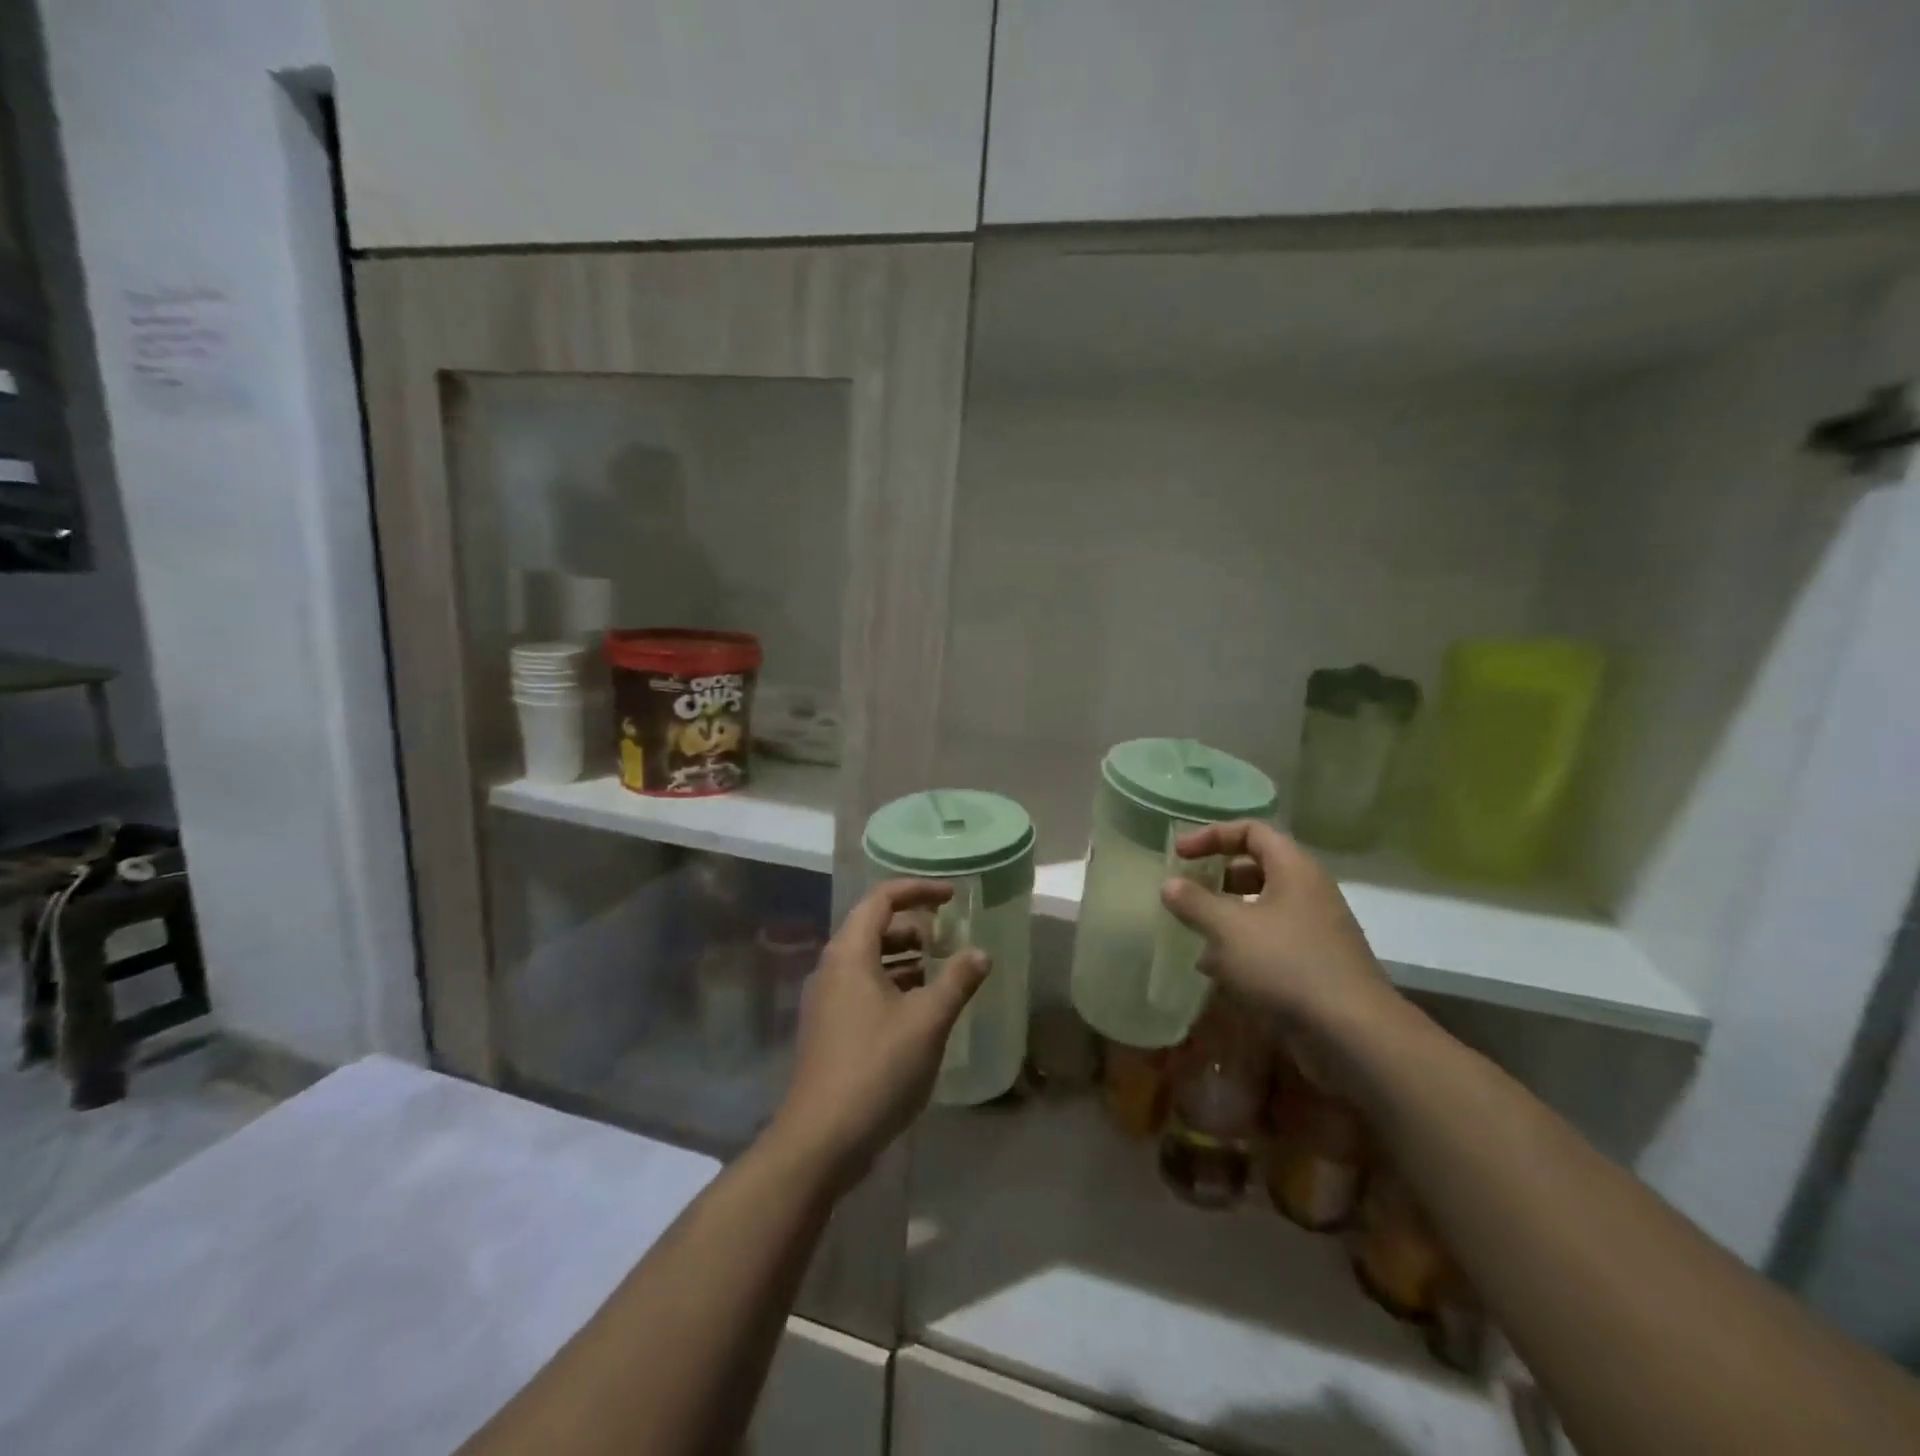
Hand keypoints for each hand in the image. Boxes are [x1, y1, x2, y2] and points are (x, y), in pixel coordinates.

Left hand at [771, 879, 988, 1192]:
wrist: (822, 1139)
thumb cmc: (877, 1067)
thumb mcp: (927, 1020)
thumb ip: (957, 980)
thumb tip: (980, 953)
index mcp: (850, 953)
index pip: (882, 899)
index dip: (918, 890)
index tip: (952, 896)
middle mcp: (832, 968)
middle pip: (873, 927)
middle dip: (913, 926)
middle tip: (948, 937)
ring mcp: (826, 1000)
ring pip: (868, 960)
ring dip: (904, 957)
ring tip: (940, 969)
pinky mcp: (829, 1028)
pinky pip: (863, 987)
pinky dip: (892, 984)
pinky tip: (919, 1007)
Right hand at [1160, 820, 1399, 1037]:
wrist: (1353, 1035)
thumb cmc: (1286, 964)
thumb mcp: (1228, 928)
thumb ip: (1194, 901)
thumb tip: (1169, 884)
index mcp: (1294, 869)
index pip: (1251, 831)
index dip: (1212, 835)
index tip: (1179, 853)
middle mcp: (1308, 893)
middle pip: (1256, 869)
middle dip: (1216, 878)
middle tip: (1185, 891)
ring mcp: (1314, 931)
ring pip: (1261, 909)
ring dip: (1224, 916)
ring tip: (1192, 932)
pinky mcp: (1313, 966)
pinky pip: (1269, 943)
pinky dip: (1240, 947)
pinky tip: (1214, 969)